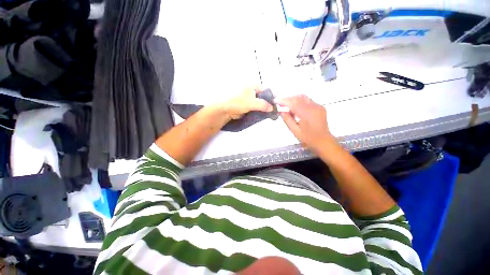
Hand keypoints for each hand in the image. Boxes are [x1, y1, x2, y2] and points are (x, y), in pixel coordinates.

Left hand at [220, 86, 272, 119]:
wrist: (225, 109)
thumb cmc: (237, 102)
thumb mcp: (253, 102)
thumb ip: (264, 105)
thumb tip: (272, 108)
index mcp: (253, 86)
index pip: (266, 90)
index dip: (271, 97)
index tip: (276, 105)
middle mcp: (252, 91)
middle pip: (263, 97)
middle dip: (268, 104)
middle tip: (273, 111)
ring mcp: (249, 98)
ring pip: (259, 103)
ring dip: (263, 109)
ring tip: (268, 114)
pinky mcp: (247, 105)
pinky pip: (255, 108)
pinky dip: (258, 111)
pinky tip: (262, 115)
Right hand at [277, 95, 334, 150]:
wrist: (323, 141)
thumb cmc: (308, 138)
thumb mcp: (295, 131)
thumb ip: (287, 120)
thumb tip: (281, 111)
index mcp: (307, 114)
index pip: (294, 103)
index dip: (284, 101)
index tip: (276, 101)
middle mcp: (314, 107)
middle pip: (299, 97)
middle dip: (288, 99)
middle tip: (280, 103)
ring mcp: (318, 106)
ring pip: (303, 97)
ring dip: (294, 100)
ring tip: (287, 106)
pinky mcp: (320, 107)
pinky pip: (308, 101)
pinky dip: (300, 102)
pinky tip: (296, 109)